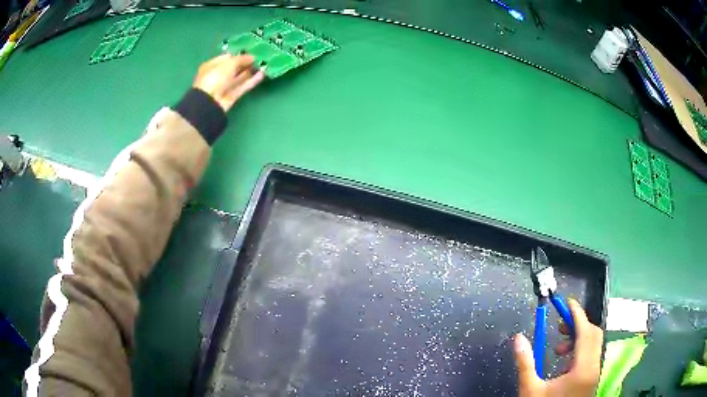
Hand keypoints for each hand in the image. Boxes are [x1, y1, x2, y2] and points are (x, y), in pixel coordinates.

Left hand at [193, 54, 264, 111]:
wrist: (210, 102)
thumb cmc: (215, 78)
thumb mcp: (229, 63)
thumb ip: (242, 59)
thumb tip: (252, 57)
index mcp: (212, 65)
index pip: (227, 57)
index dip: (239, 54)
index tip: (252, 51)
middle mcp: (218, 76)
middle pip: (234, 68)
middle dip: (246, 63)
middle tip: (260, 58)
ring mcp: (225, 87)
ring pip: (240, 77)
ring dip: (251, 71)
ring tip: (264, 65)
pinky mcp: (232, 96)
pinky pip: (243, 86)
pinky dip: (252, 81)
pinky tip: (261, 75)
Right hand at [513, 298, 602, 396]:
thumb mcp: (530, 390)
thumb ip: (525, 363)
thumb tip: (518, 338)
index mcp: (582, 369)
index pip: (586, 332)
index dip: (577, 314)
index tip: (567, 303)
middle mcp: (594, 368)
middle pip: (593, 335)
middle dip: (577, 325)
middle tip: (559, 325)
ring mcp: (595, 374)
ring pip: (594, 345)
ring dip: (578, 338)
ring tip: (559, 347)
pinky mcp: (592, 378)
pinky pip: (591, 355)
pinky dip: (580, 350)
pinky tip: (564, 361)